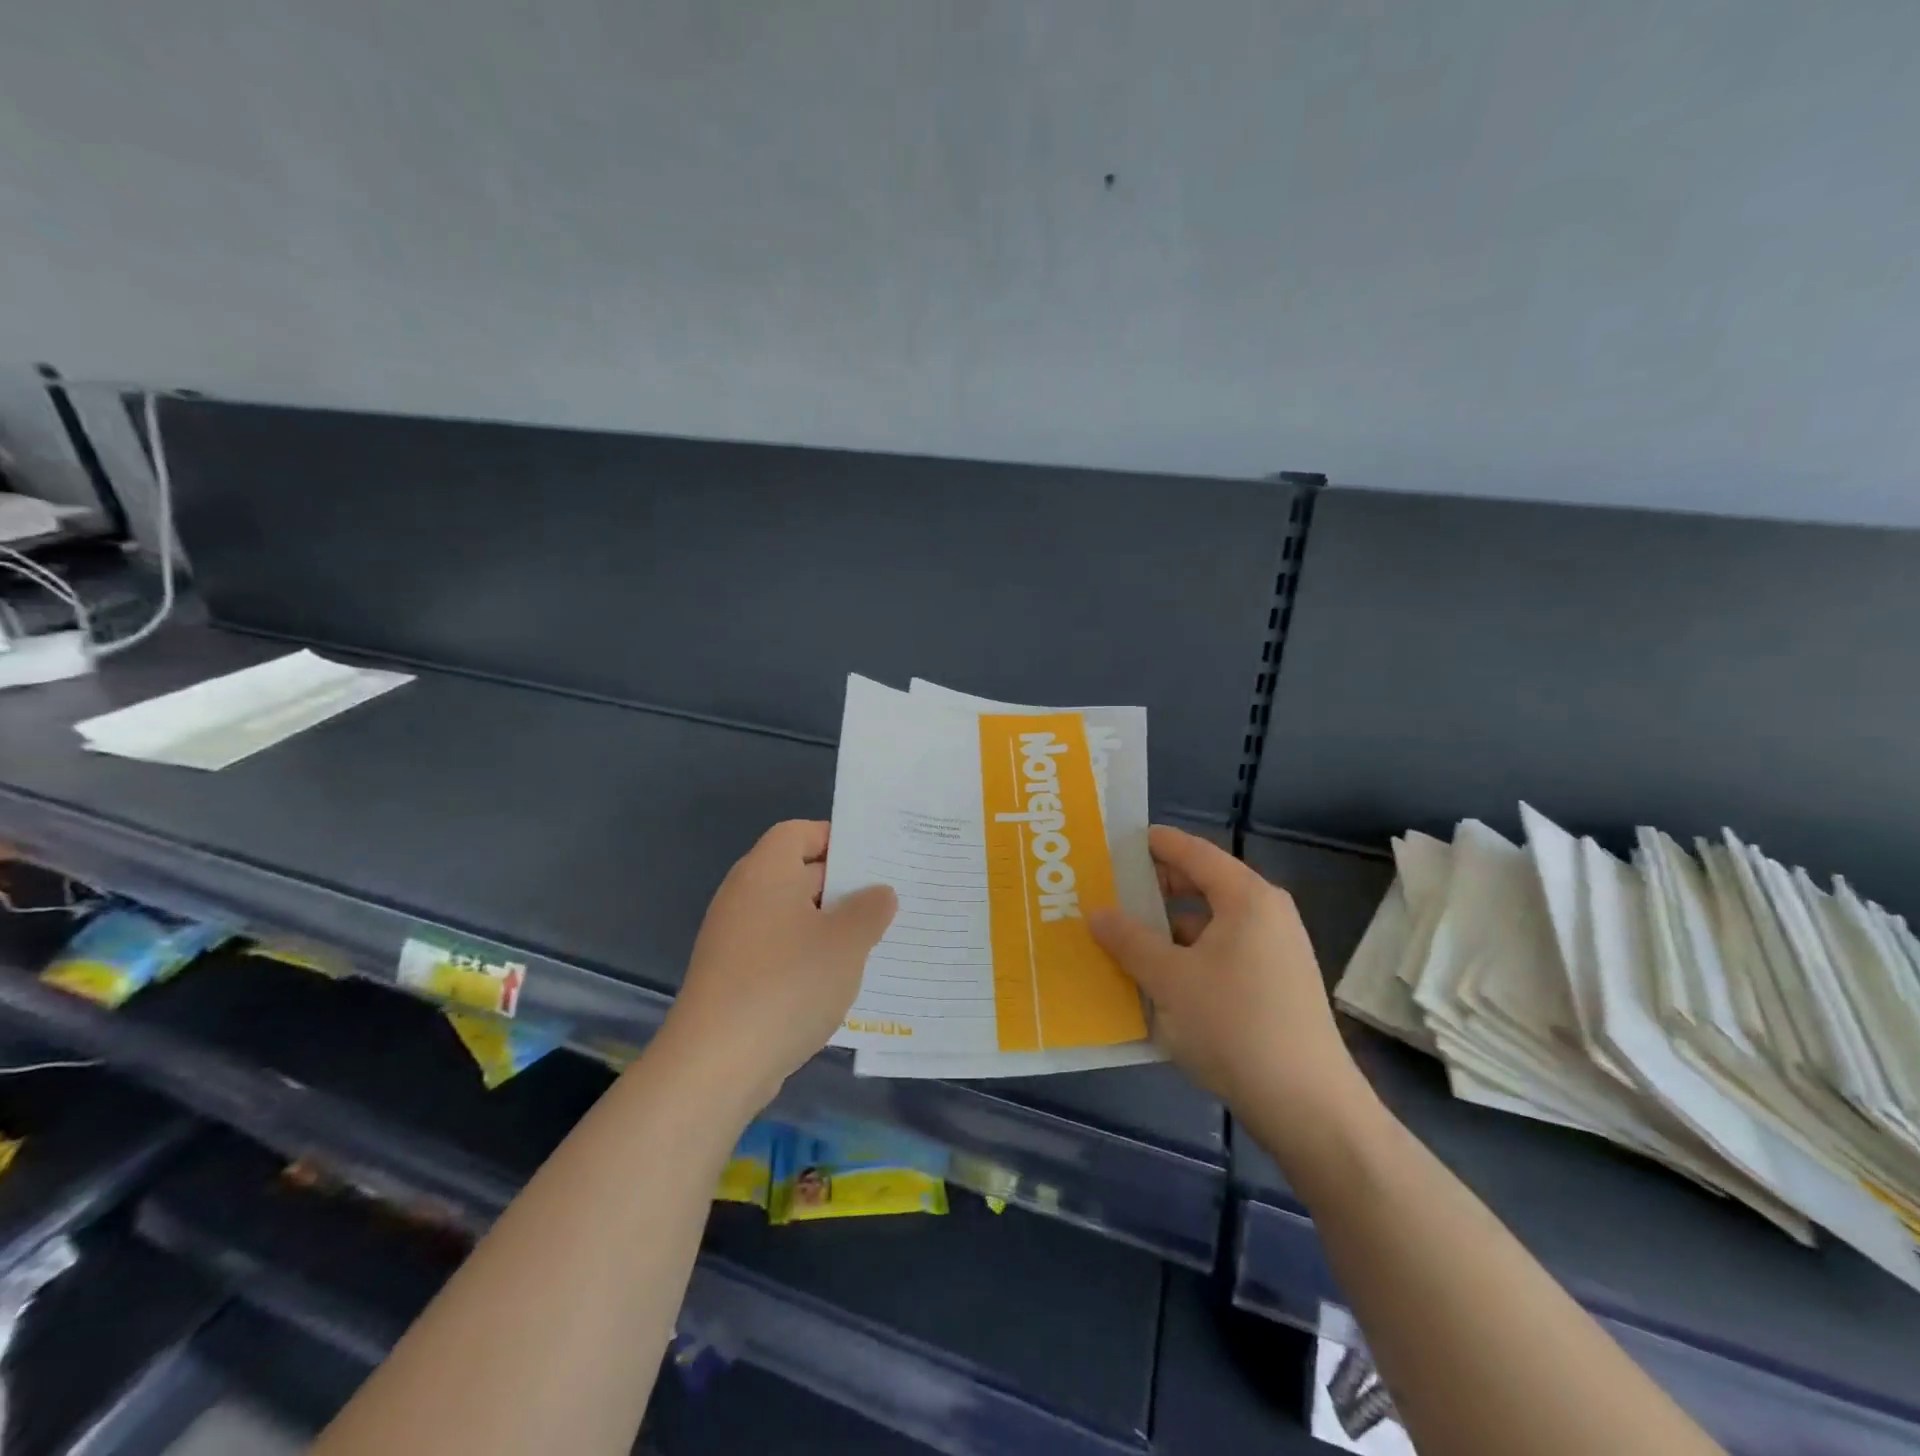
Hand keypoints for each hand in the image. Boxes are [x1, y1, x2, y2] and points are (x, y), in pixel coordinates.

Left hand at [660, 820, 895, 1112]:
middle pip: (797, 873)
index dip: (836, 838)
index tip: (874, 859)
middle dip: (843, 885)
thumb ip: (870, 910)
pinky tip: (840, 980)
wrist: (716, 1064)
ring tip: (874, 940)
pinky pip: (779, 950)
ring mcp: (735, 938)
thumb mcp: (846, 943)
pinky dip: (808, 956)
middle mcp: (745, 896)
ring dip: (829, 925)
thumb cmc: (787, 984)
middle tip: (889, 899)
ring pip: (792, 916)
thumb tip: (880, 893)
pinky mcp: (733, 976)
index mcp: (767, 871)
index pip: (799, 832)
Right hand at [1089, 826, 1363, 1116]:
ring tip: (1125, 936)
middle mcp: (1266, 914)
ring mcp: (1275, 951)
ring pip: (1211, 923)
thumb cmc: (1234, 1025)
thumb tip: (1096, 912)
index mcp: (1247, 898)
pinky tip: (1158, 977)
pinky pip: (1223, 952)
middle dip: (1156, 887)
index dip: (1155, 843)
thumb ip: (1129, 940)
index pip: (1194, 852)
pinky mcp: (1275, 985)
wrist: (1307, 1107)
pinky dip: (1189, 955)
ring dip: (1169, 927)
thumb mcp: (1169, 979)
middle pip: (1203, 884)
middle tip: (1110, 890)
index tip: (1117, 841)